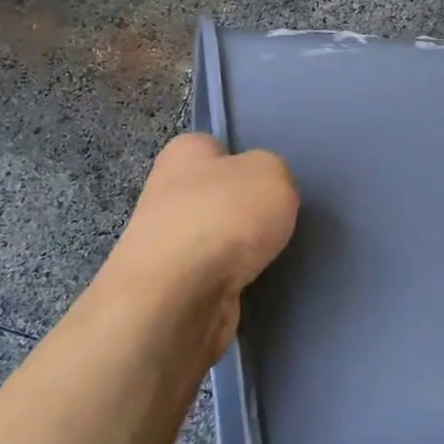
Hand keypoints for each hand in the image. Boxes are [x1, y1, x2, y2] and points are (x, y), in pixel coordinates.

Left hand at [93, 134, 298, 363]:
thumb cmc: (225, 217)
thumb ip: (275, 174)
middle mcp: (168, 192)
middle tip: (276, 220)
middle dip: (246, 210)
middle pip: (219, 195)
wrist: (180, 296)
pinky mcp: (174, 286)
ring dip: (240, 248)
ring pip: (218, 237)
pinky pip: (215, 274)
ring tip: (270, 255)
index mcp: (184, 153)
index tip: (270, 184)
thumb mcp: (273, 172)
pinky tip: (251, 282)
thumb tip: (262, 195)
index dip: (246, 162)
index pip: (217, 147)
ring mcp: (167, 243)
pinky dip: (234, 279)